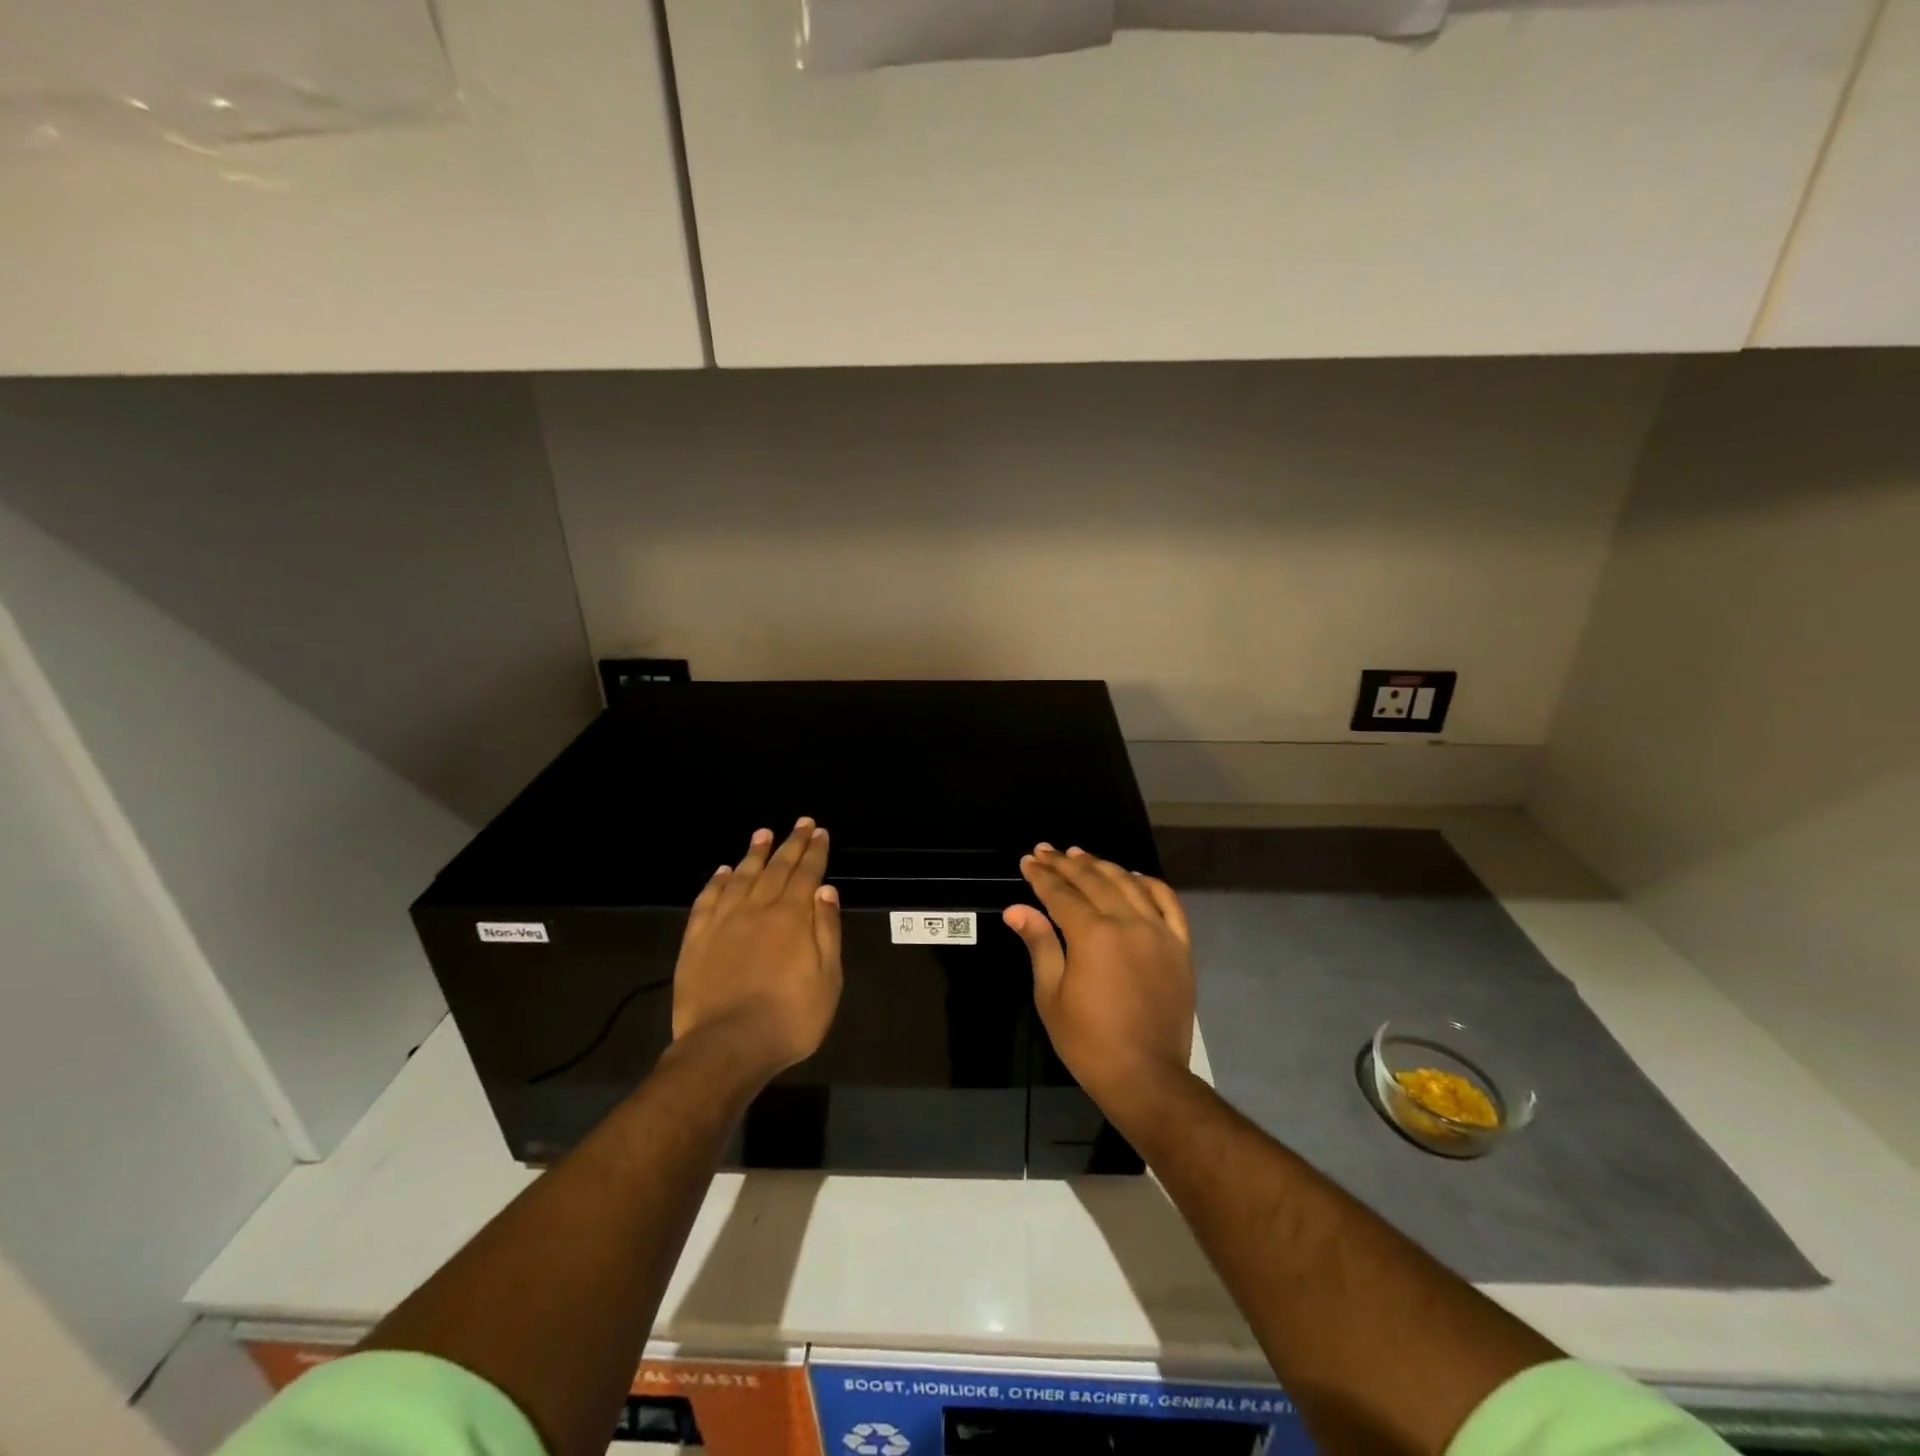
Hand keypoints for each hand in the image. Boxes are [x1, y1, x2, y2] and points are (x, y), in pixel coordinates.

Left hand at [672, 818, 842, 1080]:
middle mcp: (757, 910)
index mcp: (792, 918)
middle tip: (800, 823)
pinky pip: (706, 901)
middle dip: (790, 844)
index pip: (807, 874)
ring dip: (753, 854)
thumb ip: (826, 931)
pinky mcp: (696, 941)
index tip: (820, 832)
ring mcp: (723, 923)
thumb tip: (826, 890)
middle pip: (776, 868)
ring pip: (740, 877)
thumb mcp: (827, 979)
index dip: (815, 852)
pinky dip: (715, 883)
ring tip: (762, 834)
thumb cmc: (790, 1018)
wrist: (727, 1047)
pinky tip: (722, 872)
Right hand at [1003, 844, 1194, 1112]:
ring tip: (1081, 855)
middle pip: (1093, 881)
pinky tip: (1134, 877)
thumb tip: (1016, 909)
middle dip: (1066, 864)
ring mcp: (1159, 932)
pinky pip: (1168, 903)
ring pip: (1128, 884)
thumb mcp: (1051, 995)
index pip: (1061, 894)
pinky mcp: (1180, 946)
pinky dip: (1150, 884)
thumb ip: (1039, 944)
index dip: (1042, 876)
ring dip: (1102, 866)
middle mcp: (1128, 922)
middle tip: (1047, 851)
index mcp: (1093, 935)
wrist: (1146, 1077)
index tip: (1028, 861)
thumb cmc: (1089, 1042)